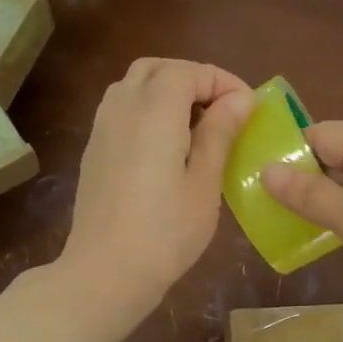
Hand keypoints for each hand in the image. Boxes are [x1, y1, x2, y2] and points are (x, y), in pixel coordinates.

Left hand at [59, 58, 256, 314]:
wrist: (105, 271)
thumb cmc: (166, 231)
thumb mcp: (204, 182)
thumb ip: (220, 133)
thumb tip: (240, 99)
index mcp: (154, 111)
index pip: (189, 72)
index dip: (222, 82)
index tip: (249, 108)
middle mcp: (122, 107)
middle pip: (157, 69)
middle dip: (192, 79)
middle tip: (222, 110)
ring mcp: (102, 128)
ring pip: (134, 85)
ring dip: (166, 91)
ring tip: (195, 125)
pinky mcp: (94, 150)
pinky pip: (120, 109)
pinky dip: (146, 110)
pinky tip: (166, 146)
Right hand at [263, 122, 342, 324]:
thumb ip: (311, 195)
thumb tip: (267, 170)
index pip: (323, 133)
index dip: (289, 151)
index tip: (254, 177)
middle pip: (337, 157)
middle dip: (301, 178)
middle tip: (262, 206)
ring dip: (322, 200)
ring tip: (284, 223)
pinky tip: (325, 237)